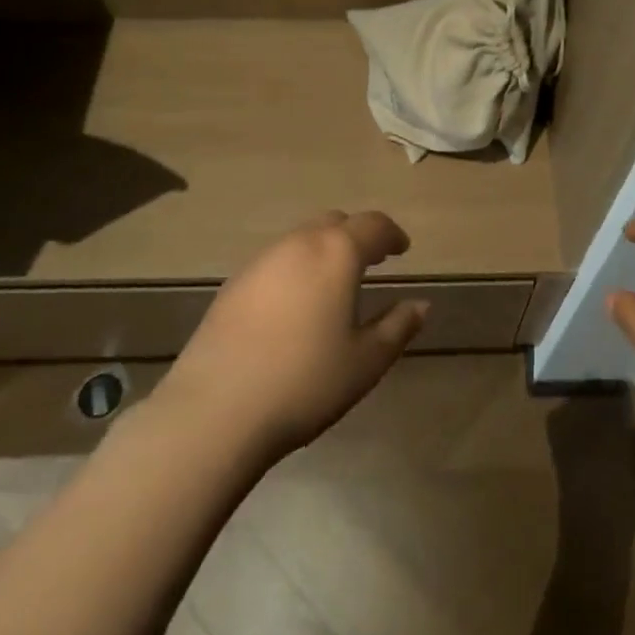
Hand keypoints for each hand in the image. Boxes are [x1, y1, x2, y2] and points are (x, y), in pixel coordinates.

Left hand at [149, 211, 428, 461]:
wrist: (214, 412)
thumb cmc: (304, 382)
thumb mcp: (366, 361)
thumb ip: (398, 326)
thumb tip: (420, 304)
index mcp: (336, 253)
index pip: (373, 225)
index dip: (392, 234)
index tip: (402, 249)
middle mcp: (298, 244)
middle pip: (334, 222)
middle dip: (357, 236)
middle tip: (372, 260)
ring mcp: (260, 262)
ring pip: (301, 239)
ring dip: (324, 250)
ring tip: (334, 283)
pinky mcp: (232, 285)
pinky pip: (276, 261)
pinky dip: (296, 268)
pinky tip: (295, 304)